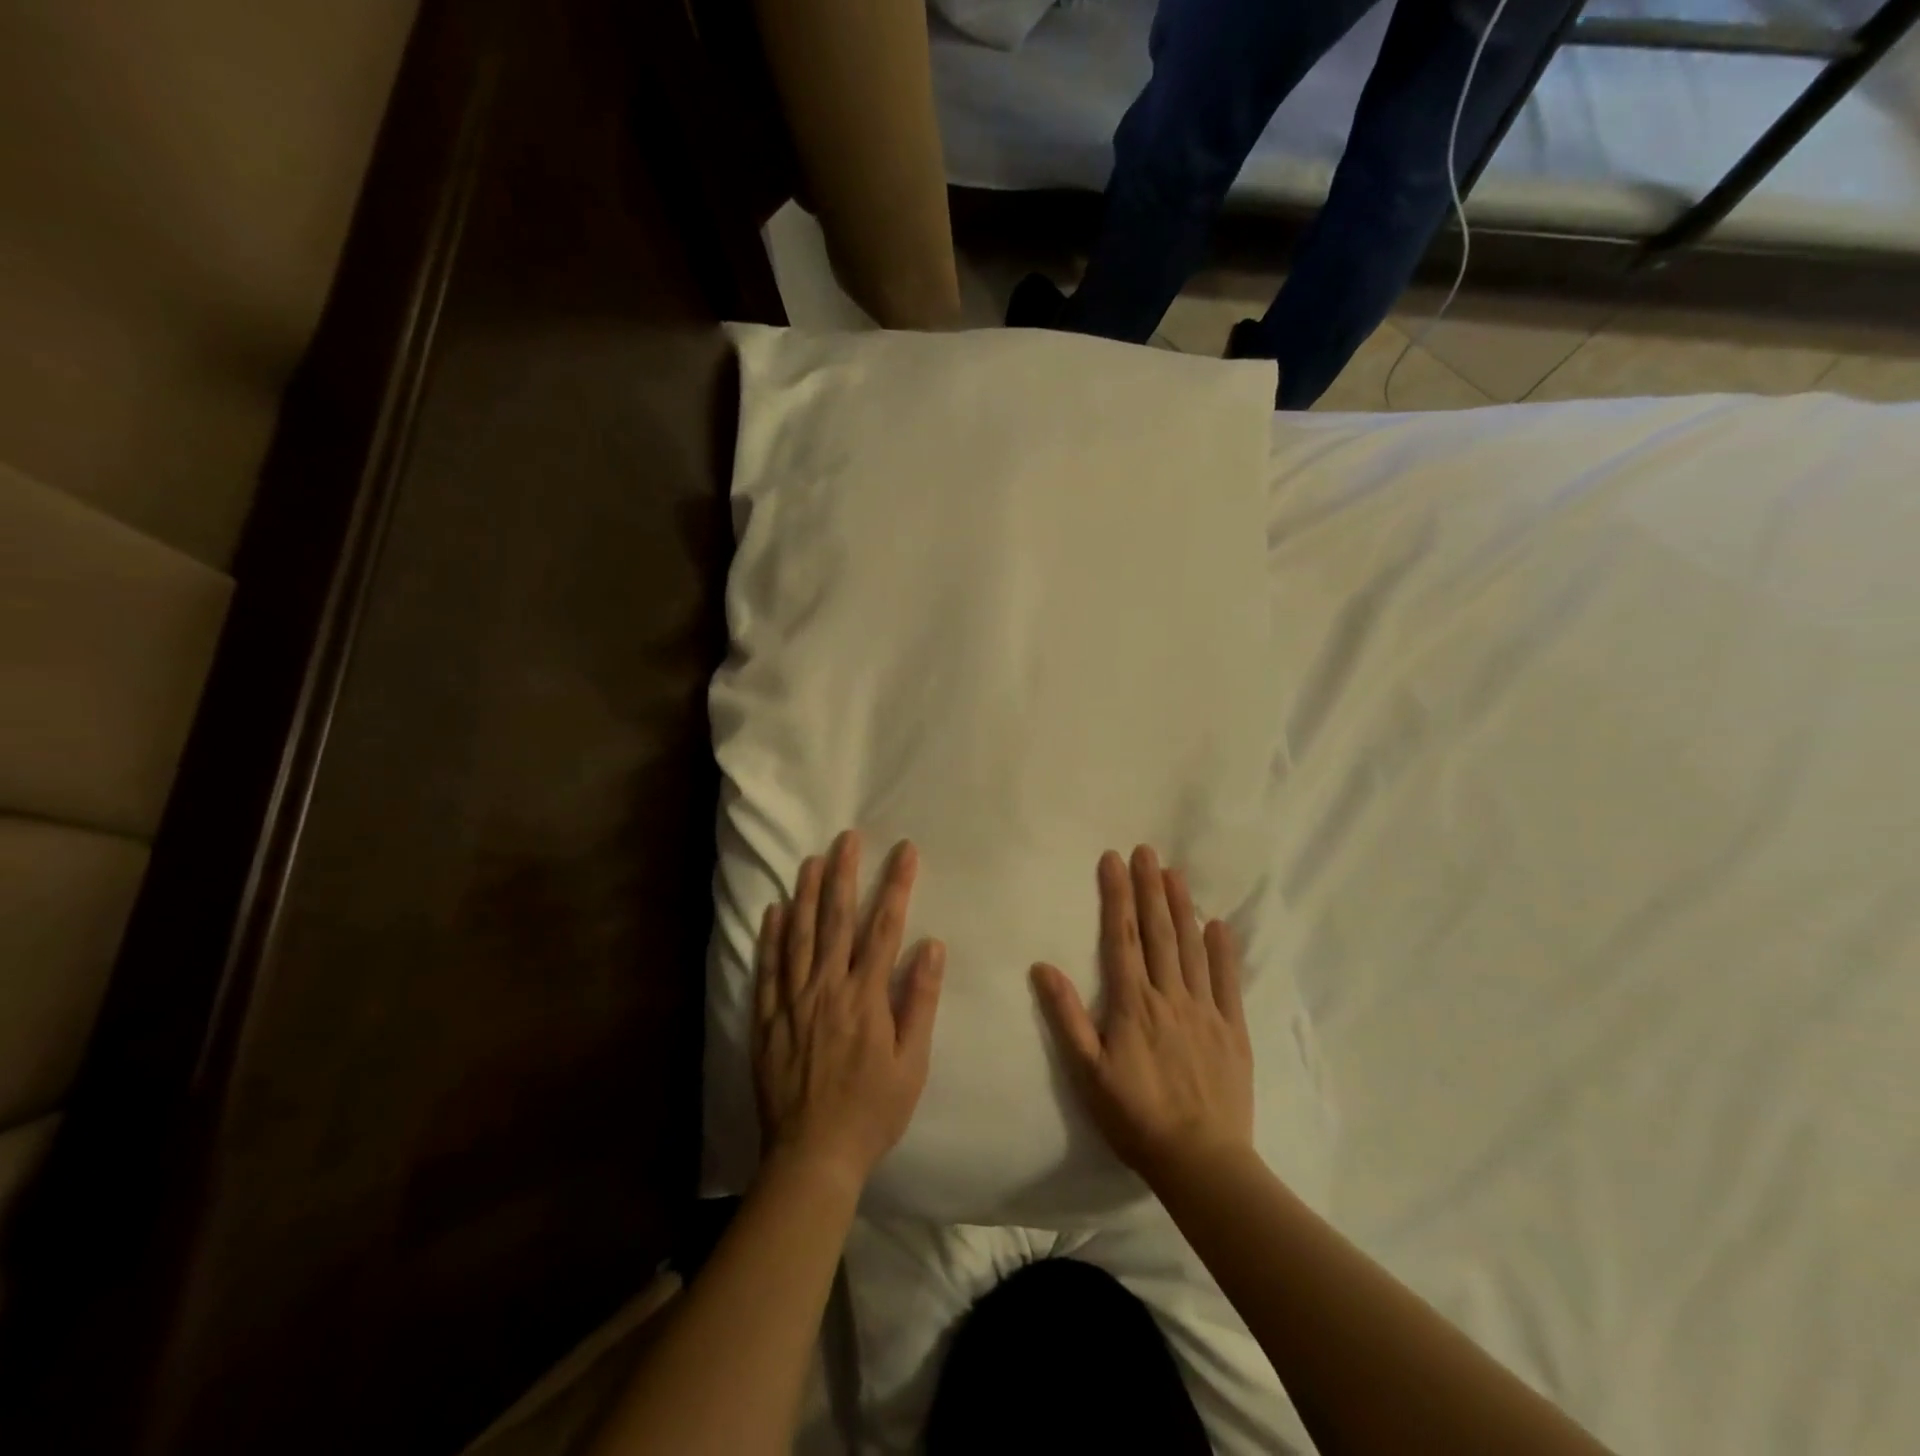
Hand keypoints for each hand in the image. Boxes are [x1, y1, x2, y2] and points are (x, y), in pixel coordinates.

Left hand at [754, 830, 945, 1188]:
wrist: (813, 1156)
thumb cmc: (872, 1110)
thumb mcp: (912, 1063)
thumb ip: (919, 1001)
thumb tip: (931, 946)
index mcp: (866, 997)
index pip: (884, 927)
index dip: (896, 885)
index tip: (905, 851)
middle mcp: (828, 988)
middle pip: (837, 920)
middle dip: (844, 874)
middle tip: (847, 838)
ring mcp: (793, 1001)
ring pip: (799, 935)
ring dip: (807, 894)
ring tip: (812, 860)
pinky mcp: (768, 1019)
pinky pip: (768, 969)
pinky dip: (771, 937)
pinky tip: (774, 910)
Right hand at [1032, 846, 1253, 1186]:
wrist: (1201, 1161)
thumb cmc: (1135, 1118)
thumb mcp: (1088, 1073)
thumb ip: (1066, 1017)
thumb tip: (1043, 966)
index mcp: (1132, 1003)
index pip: (1121, 937)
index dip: (1116, 895)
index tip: (1113, 860)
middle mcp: (1169, 996)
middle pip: (1157, 932)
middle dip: (1150, 888)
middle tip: (1146, 851)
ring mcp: (1205, 1010)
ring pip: (1192, 947)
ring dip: (1181, 908)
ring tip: (1175, 873)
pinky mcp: (1232, 1030)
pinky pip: (1228, 981)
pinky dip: (1223, 950)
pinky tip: (1218, 924)